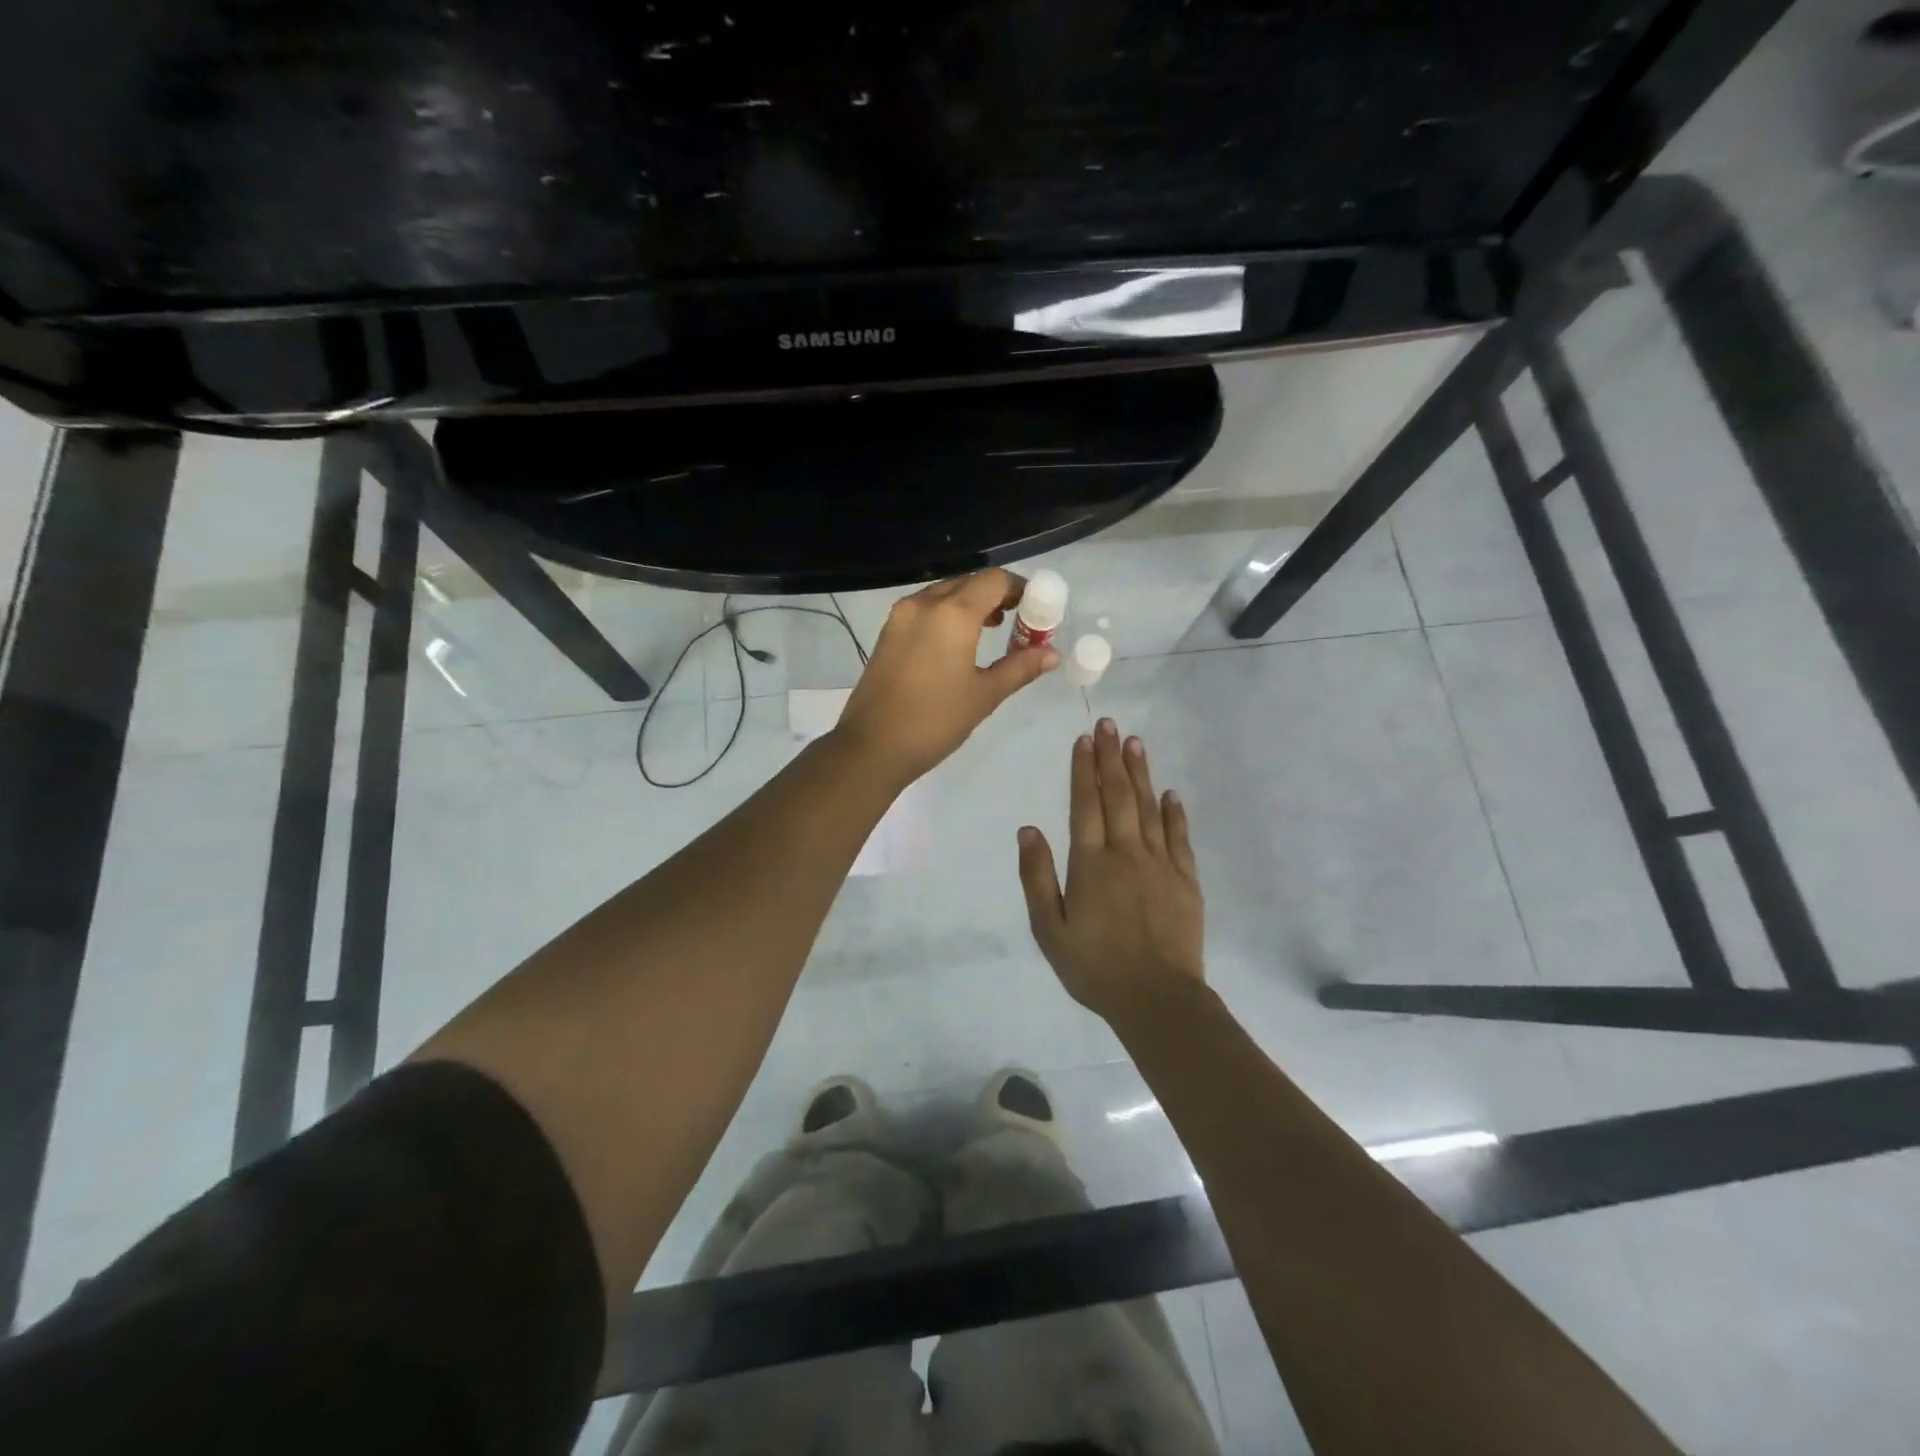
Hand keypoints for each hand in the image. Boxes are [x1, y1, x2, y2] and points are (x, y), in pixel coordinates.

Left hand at [837, 569, 1059, 784]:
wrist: (872, 746)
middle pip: (969, 582)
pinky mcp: (887, 632)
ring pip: (944, 593)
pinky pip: (925, 609)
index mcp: (952, 613)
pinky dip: (947, 614)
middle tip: (1019, 620)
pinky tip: (958, 642)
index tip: (1037, 608)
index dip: (1020, 589)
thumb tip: (1052, 654)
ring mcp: (901, 616)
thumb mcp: (984, 695)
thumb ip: (1020, 667)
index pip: (994, 580)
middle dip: (997, 595)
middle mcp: (924, 603)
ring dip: (971, 603)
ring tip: (993, 629)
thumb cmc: (935, 720)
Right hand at [1017, 719, 1204, 1023]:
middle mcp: (1125, 853)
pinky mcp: (1185, 880)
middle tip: (1108, 724)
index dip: (1083, 770)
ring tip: (1134, 743)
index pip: (1084, 805)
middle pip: (1117, 796)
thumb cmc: (1094, 967)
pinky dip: (1174, 813)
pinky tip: (1170, 793)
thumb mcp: (1049, 929)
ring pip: (1147, 808)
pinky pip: (1179, 837)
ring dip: (1140, 774)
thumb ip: (1037, 877)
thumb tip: (1027, 830)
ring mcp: (1160, 864)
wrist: (1157, 999)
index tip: (1083, 740)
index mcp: (1090, 864)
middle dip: (1110, 758)